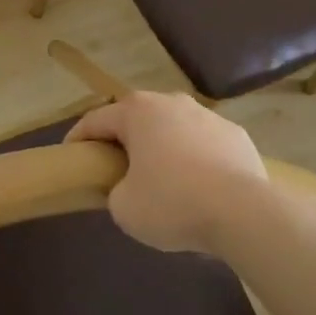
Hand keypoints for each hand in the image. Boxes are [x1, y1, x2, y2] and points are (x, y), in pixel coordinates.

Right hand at [65, 91, 271, 252]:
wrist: (245, 213)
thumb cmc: (174, 203)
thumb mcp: (124, 208)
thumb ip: (115, 192)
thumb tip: (127, 188)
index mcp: (136, 111)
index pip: (95, 120)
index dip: (78, 138)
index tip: (70, 155)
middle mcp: (170, 102)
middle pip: (137, 118)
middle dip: (125, 139)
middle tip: (116, 167)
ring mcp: (207, 115)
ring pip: (174, 128)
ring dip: (164, 147)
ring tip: (164, 179)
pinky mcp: (236, 134)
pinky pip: (205, 144)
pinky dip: (197, 159)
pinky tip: (201, 187)